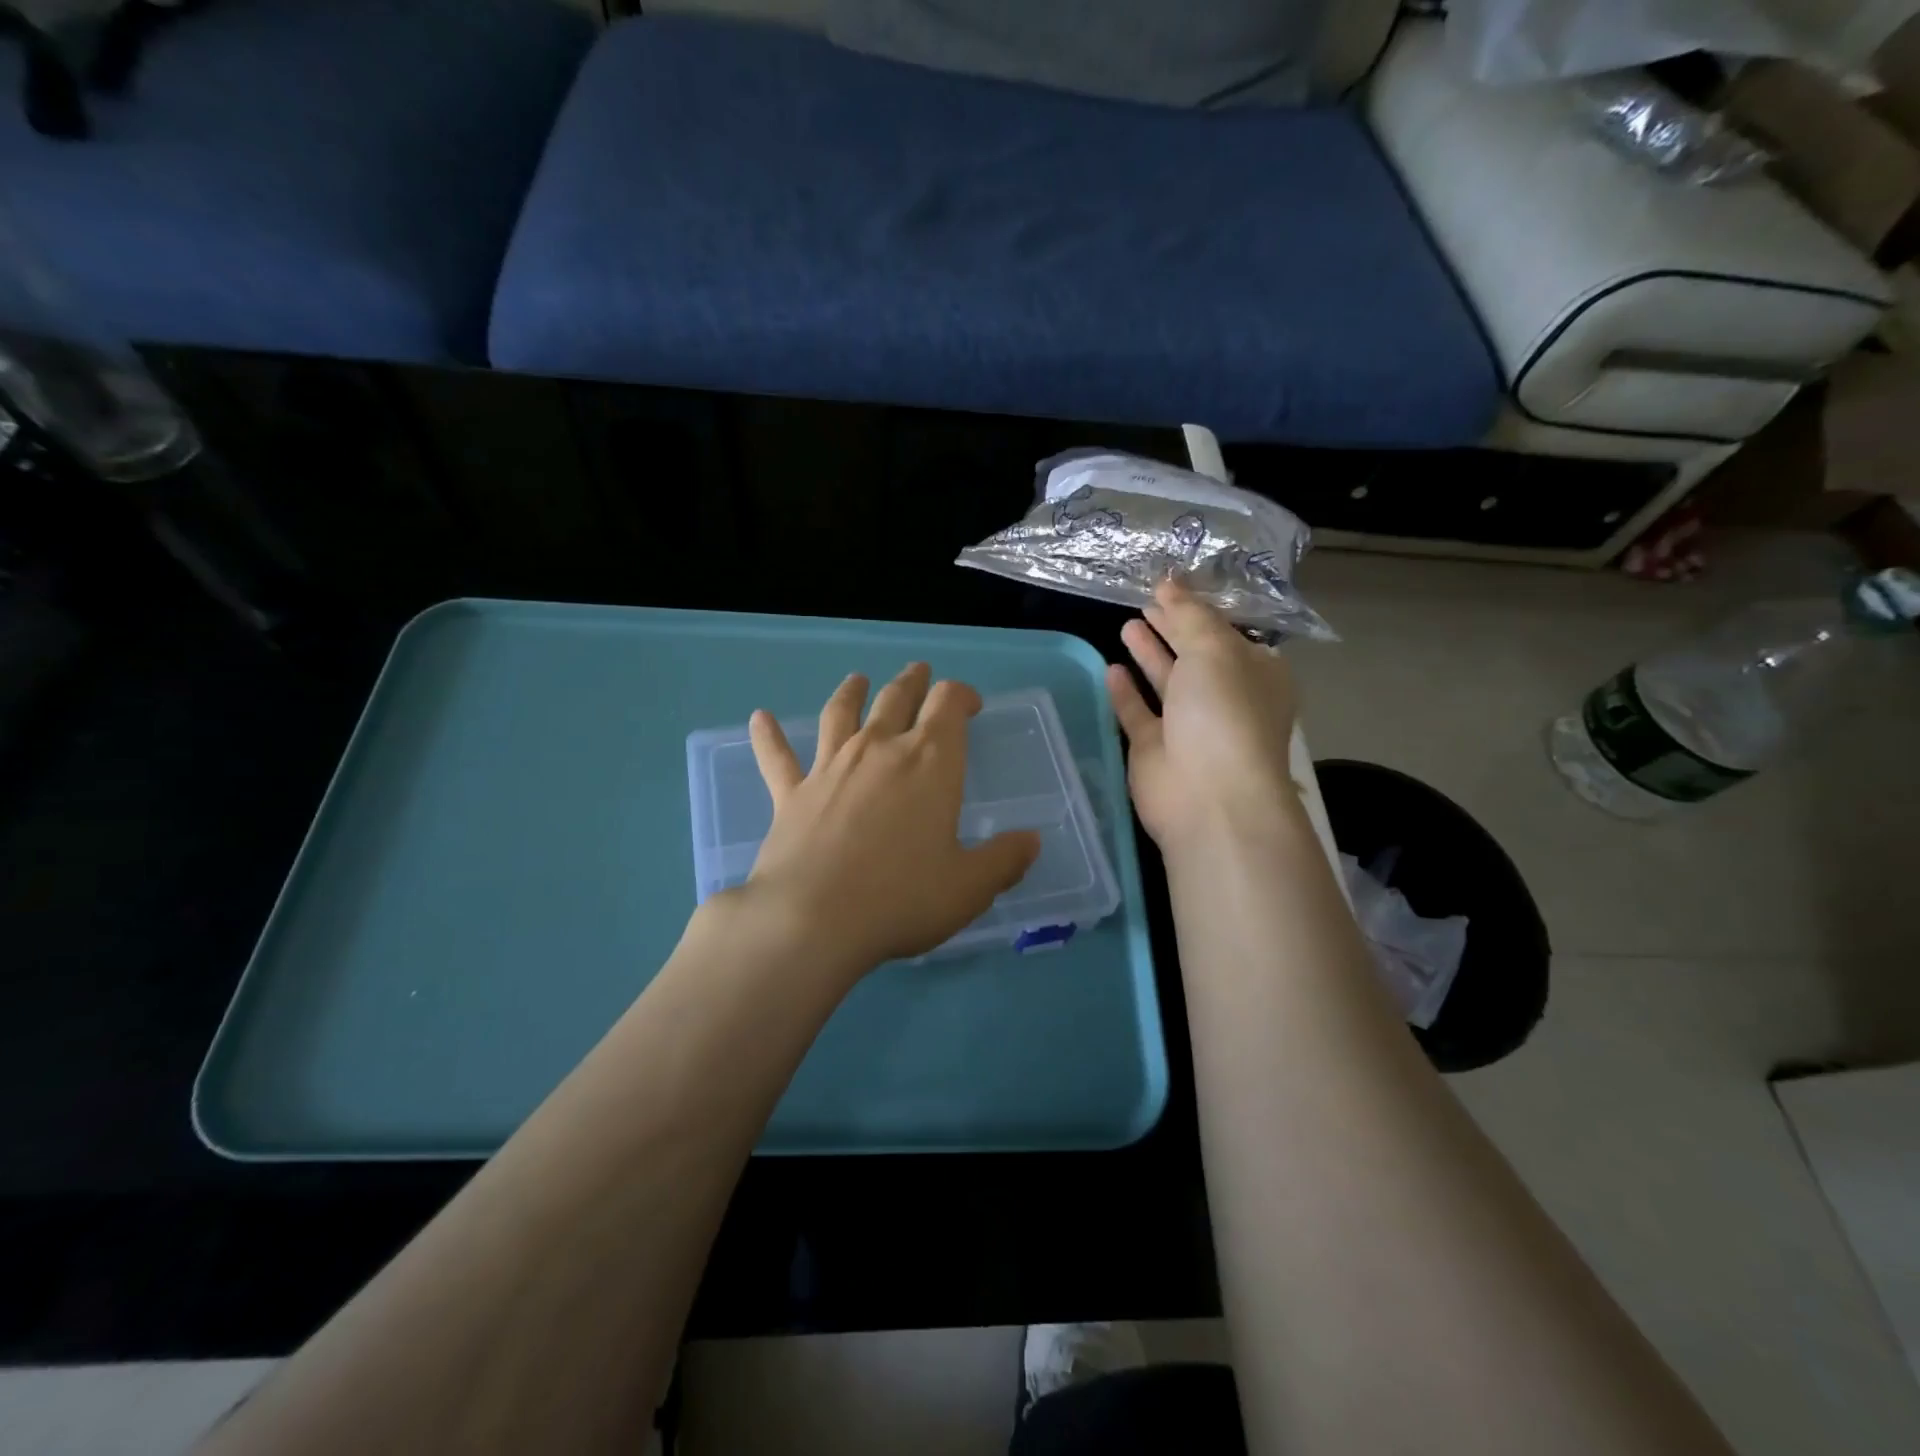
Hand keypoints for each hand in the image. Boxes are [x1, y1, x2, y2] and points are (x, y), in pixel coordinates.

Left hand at [737, 663, 1041, 976]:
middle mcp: (880, 749)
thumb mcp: (968, 887)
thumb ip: (1004, 860)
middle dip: (913, 683)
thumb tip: (1031, 841)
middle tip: (919, 674)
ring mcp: (830, 766)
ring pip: (841, 714)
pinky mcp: (791, 793)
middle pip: (897, 698)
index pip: (949, 705)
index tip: (969, 704)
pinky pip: (778, 757)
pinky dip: (769, 736)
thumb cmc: (902, 898)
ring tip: (857, 680)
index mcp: (930, 762)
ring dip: (851, 693)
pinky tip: (759, 718)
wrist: (813, 918)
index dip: (961, 695)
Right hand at [1109, 579, 1301, 852]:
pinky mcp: (1156, 749)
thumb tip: (1170, 582)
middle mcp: (1224, 698)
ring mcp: (1189, 726)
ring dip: (1148, 654)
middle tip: (1145, 601)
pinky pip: (1138, 713)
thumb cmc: (1223, 715)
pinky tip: (1110, 667)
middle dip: (1172, 628)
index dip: (1198, 607)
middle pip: (1194, 654)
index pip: (1226, 631)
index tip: (1169, 584)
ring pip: (1166, 682)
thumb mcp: (1213, 651)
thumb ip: (1189, 615)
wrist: (1208, 798)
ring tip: (1125, 624)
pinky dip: (1125, 692)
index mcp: (1255, 673)